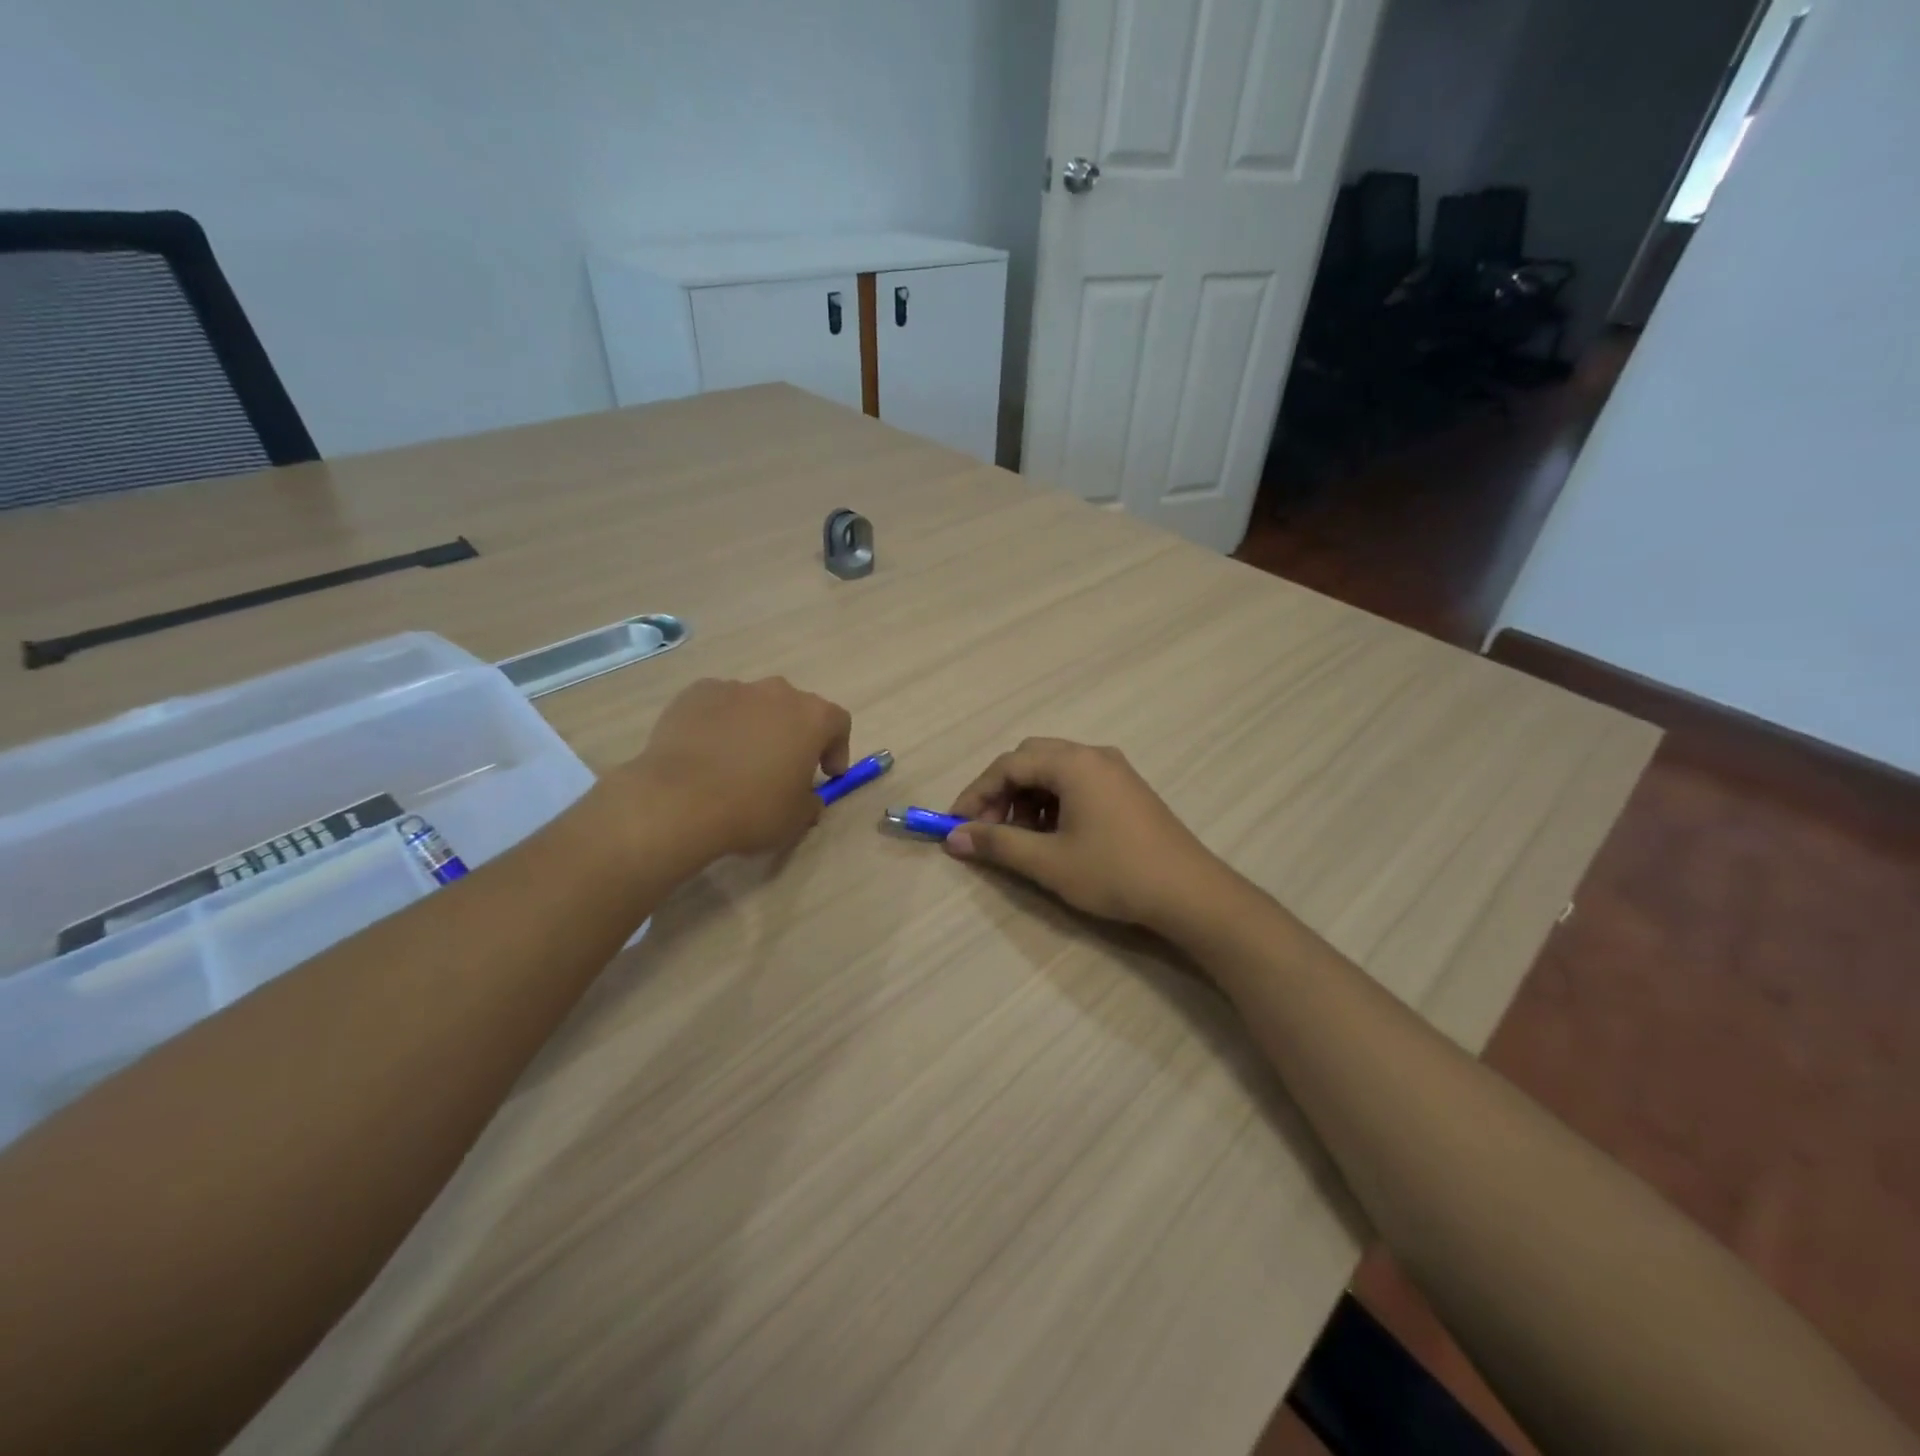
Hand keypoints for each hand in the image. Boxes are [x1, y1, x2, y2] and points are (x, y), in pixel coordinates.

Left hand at [622, 677, 851, 858]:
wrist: (678, 800)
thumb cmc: (752, 809)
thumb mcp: (796, 819)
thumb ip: (810, 802)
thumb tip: (807, 797)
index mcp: (812, 717)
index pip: (838, 723)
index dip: (836, 748)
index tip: (827, 774)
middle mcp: (778, 692)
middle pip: (795, 709)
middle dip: (794, 734)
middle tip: (782, 767)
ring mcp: (734, 688)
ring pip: (754, 705)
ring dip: (755, 727)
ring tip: (737, 761)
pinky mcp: (696, 693)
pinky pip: (718, 706)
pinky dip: (719, 724)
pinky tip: (706, 753)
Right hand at [944, 738, 1237, 935]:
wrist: (1190, 893)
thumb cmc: (1115, 872)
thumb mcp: (1048, 862)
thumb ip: (998, 844)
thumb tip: (954, 838)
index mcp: (1073, 763)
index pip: (1009, 764)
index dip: (976, 793)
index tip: (956, 824)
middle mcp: (1093, 755)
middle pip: (1031, 759)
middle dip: (1002, 791)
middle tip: (988, 829)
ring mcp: (1115, 770)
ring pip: (1054, 770)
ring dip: (1027, 797)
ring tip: (1020, 838)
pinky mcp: (1127, 788)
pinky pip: (1078, 782)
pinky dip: (1054, 801)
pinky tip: (1053, 835)